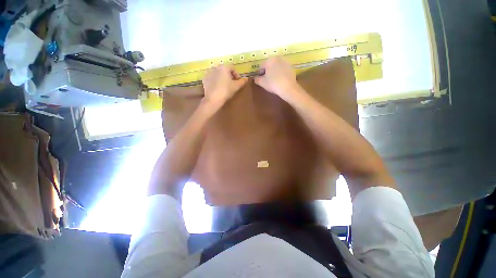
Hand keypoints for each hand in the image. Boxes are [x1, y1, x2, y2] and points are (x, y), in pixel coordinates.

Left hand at [202, 65, 247, 105]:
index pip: (232, 68)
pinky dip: (215, 81)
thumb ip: (242, 81)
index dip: (237, 75)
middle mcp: (215, 67)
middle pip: (224, 70)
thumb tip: (246, 78)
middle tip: (232, 84)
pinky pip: (212, 78)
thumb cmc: (226, 91)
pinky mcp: (204, 79)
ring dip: (222, 78)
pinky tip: (218, 88)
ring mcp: (208, 73)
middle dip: (229, 76)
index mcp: (224, 67)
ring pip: (218, 74)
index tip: (238, 82)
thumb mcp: (236, 86)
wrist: (213, 99)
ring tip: (224, 86)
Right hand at [254, 57, 299, 98]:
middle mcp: (278, 58)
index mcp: (269, 60)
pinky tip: (280, 80)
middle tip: (267, 80)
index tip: (260, 79)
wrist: (288, 88)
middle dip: (267, 71)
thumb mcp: (262, 83)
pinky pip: (283, 70)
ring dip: (274, 72)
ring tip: (274, 81)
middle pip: (270, 65)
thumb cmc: (273, 84)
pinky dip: (281, 73)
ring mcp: (286, 62)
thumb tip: (255, 78)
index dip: (259, 73)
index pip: (261, 66)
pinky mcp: (291, 67)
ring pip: (277, 67)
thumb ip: (257, 79)